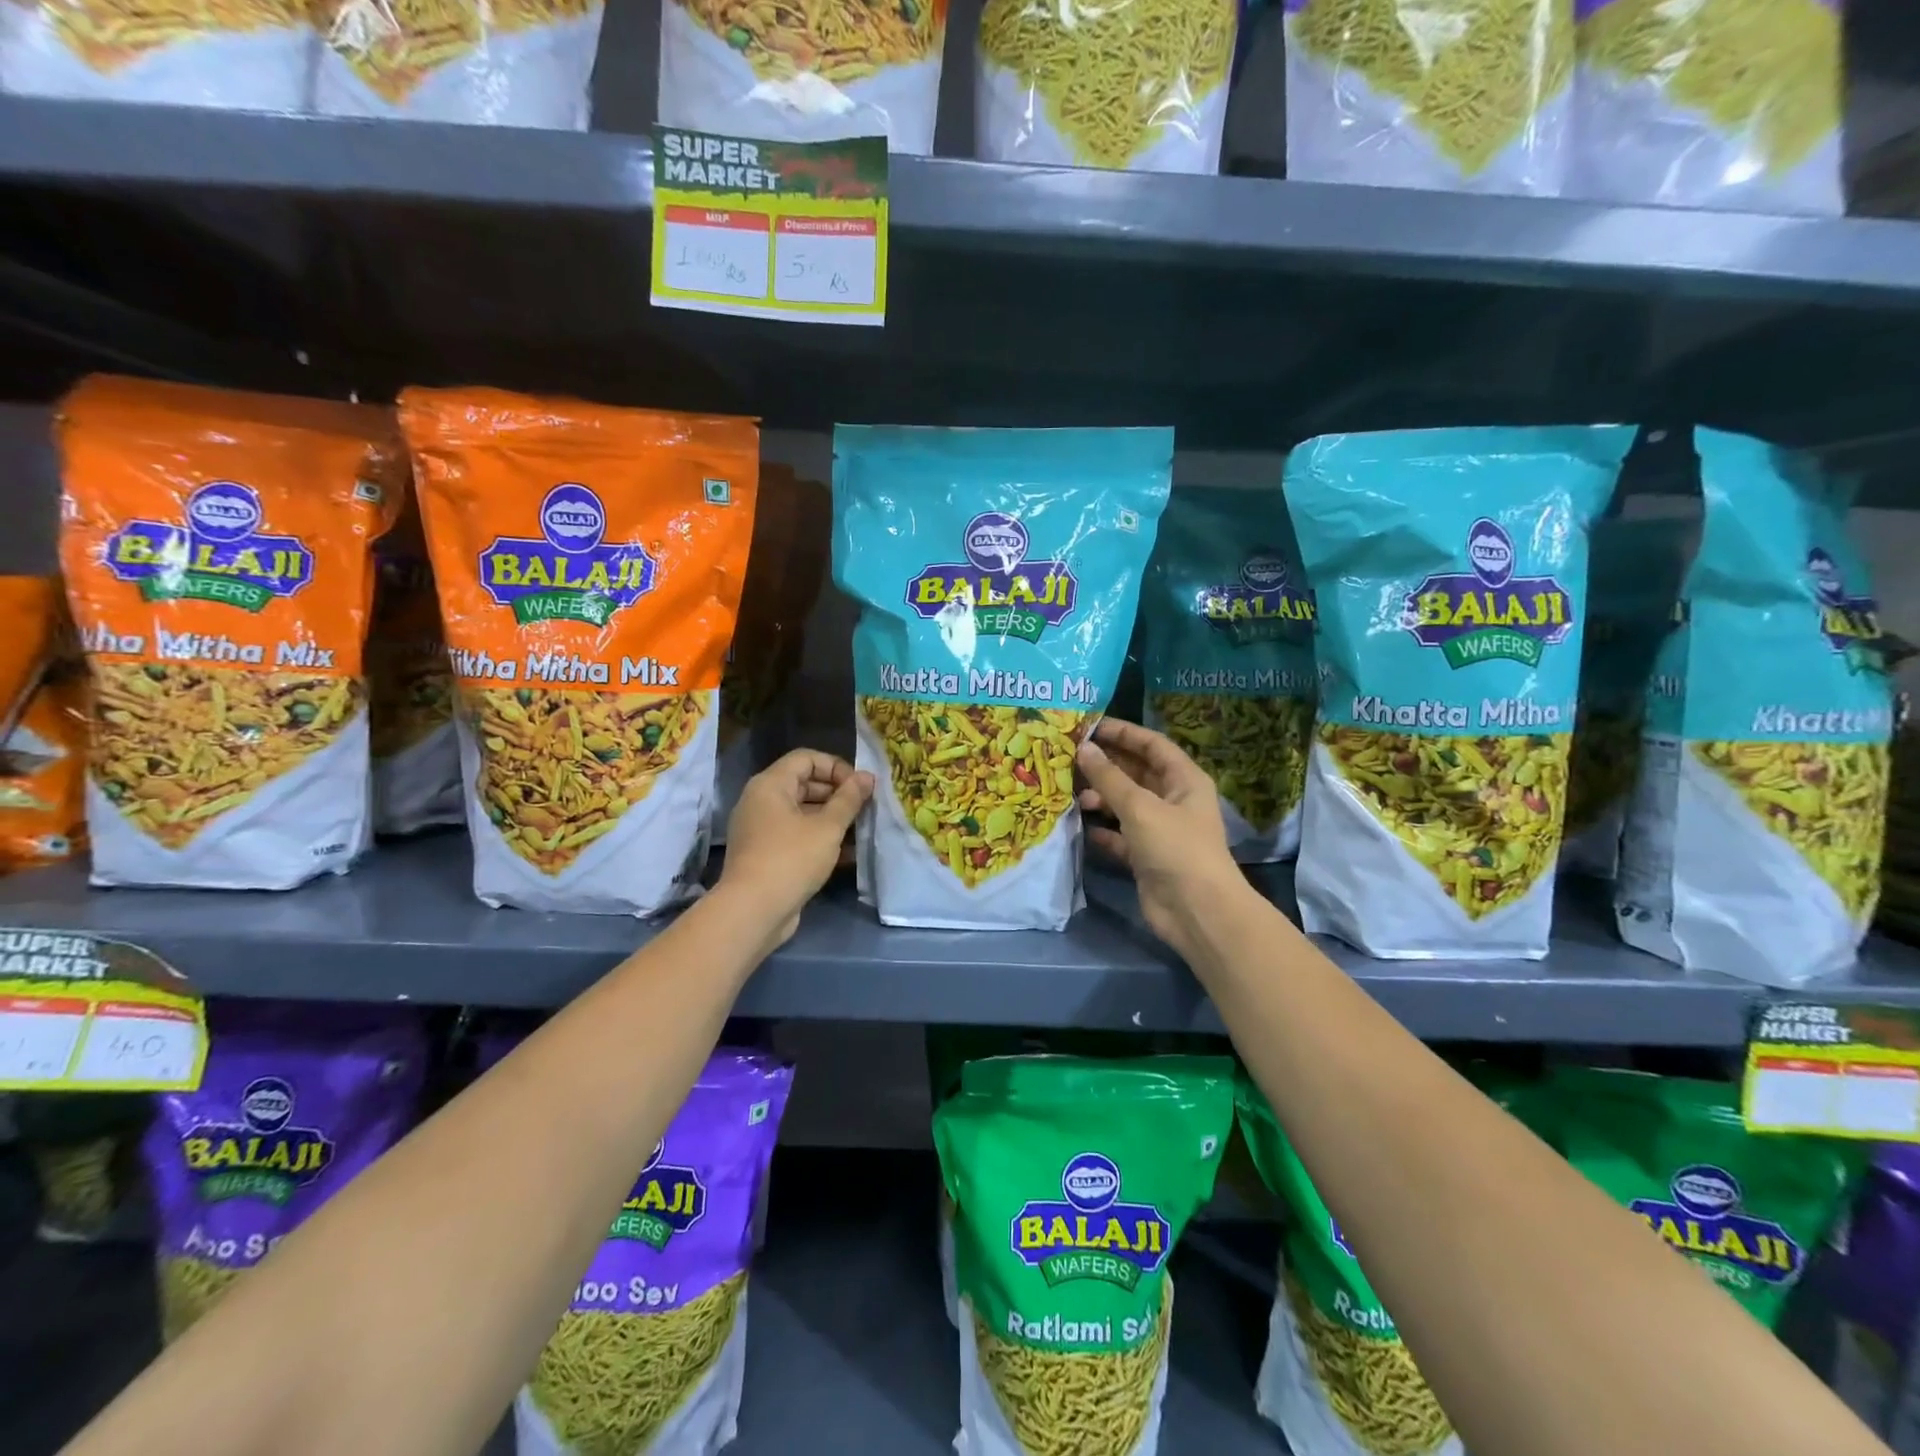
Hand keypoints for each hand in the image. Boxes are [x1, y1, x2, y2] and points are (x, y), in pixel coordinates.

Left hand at [719, 749, 872, 949]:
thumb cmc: (792, 859)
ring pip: (802, 812)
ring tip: (860, 830)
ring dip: (832, 818)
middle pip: (804, 783)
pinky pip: (796, 835)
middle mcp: (761, 801)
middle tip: (864, 809)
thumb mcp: (827, 827)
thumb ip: (849, 799)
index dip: (836, 767)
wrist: (753, 911)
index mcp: (770, 784)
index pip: (807, 758)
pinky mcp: (766, 853)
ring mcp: (761, 828)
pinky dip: (819, 838)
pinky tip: (847, 853)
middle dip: (837, 793)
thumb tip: (867, 776)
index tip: (859, 787)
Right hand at [1076, 718, 1246, 952]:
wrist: (1196, 911)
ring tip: (1072, 794)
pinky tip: (1080, 825)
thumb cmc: (1176, 848)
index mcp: (1183, 779)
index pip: (1152, 744)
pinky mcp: (1145, 856)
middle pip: (1135, 772)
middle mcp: (1172, 800)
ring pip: (1124, 803)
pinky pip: (1118, 834)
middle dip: (1105, 764)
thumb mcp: (1141, 807)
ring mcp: (1158, 829)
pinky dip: (1101, 829)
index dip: (1123, 732)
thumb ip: (1109, 778)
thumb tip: (1084, 749)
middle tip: (1068, 756)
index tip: (1089, 726)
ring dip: (1100, 797)